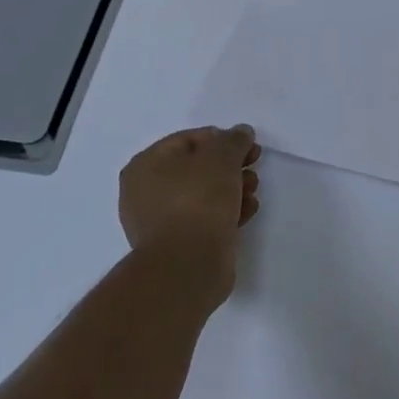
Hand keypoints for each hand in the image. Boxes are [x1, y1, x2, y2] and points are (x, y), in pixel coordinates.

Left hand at [119, 125, 260, 299]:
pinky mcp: (178, 245)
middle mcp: (145, 192)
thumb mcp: (221, 157)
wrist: (188, 265)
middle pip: (197, 168)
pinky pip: (205, 219)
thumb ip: (234, 140)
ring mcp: (160, 222)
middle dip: (230, 167)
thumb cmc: (198, 201)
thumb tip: (241, 132)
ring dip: (232, 189)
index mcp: (145, 165)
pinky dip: (226, 213)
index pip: (188, 140)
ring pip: (203, 195)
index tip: (248, 147)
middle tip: (253, 169)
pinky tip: (246, 213)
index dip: (222, 139)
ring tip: (252, 193)